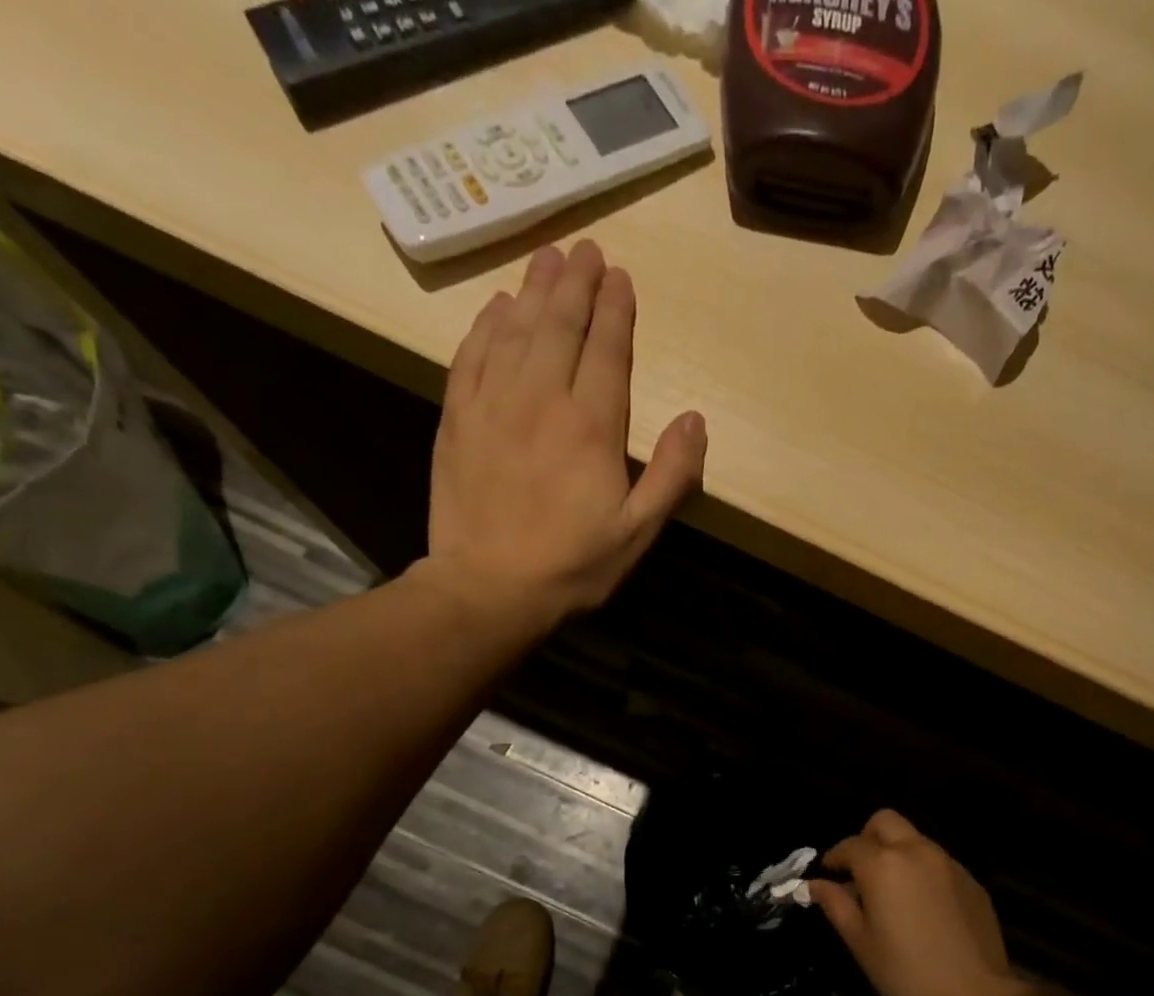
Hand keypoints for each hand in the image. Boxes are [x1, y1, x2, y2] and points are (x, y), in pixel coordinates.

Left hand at [418, 240, 705, 626]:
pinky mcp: (457, 419)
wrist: (488, 588)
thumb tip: (695, 418)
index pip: (607, 350)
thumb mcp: (637, 533)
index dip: (616, 309)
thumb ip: (672, 475)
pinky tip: (497, 307)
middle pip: (560, 325)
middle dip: (577, 283)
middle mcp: (541, 399)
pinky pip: (472, 355)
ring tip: (548, 258)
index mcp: (591, 426)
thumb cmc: (572, 566)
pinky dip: (487, 325)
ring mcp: (493, 404)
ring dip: (534, 289)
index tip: (620, 276)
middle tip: (586, 249)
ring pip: (516, 330)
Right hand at [810, 810, 1021, 995]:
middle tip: (860, 871)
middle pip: (885, 822)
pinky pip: (938, 862)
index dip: (835, 858)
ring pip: (914, 839)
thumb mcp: (860, 941)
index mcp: (883, 864)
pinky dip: (922, 871)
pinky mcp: (971, 880)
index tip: (829, 874)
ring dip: (896, 853)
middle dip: (867, 839)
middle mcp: (916, 851)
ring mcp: (948, 863)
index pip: (850, 845)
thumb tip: (815, 884)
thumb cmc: (905, 973)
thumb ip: (836, 904)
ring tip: (891, 890)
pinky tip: (922, 906)